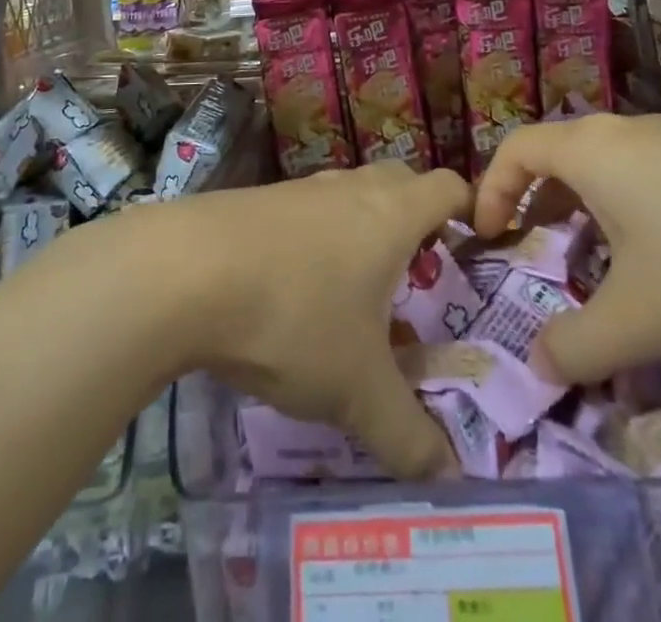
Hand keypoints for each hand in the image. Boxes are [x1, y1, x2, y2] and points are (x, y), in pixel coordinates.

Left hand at [173, 162, 471, 479]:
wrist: (185, 271)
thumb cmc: (294, 316)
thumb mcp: (356, 390)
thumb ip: (407, 435)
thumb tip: (447, 477)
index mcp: (391, 214)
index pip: (447, 186)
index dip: (469, 208)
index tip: (475, 245)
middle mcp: (350, 189)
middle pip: (400, 183)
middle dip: (416, 220)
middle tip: (419, 274)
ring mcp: (300, 190)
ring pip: (349, 197)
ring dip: (362, 232)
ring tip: (357, 291)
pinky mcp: (256, 202)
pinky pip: (306, 214)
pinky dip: (316, 242)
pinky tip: (293, 291)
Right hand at [472, 113, 660, 382]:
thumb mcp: (641, 319)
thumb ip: (578, 345)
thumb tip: (537, 365)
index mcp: (591, 150)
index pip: (516, 149)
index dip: (492, 191)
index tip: (490, 239)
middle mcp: (627, 132)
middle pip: (562, 156)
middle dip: (540, 206)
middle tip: (542, 256)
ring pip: (611, 169)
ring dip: (590, 212)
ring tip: (604, 266)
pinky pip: (652, 178)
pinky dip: (635, 213)